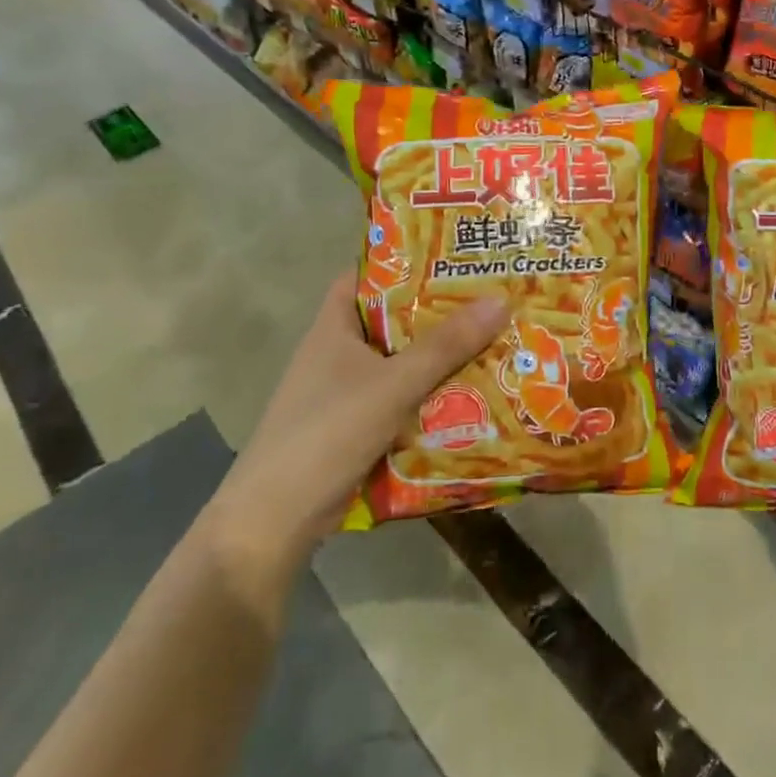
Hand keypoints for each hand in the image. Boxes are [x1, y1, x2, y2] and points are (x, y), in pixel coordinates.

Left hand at [202, 269, 507, 603]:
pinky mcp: (356, 429)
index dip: (403, 262)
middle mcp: (338, 354)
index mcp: (334, 328)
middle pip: (393, 321)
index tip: (451, 256)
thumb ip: (445, 346)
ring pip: (400, 364)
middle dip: (438, 313)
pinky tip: (471, 397)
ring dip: (439, 360)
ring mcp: (345, 394)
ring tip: (494, 342)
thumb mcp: (393, 384)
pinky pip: (401, 401)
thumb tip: (501, 300)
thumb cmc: (328, 433)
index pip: (366, 276)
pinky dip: (429, 398)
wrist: (275, 520)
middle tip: (490, 299)